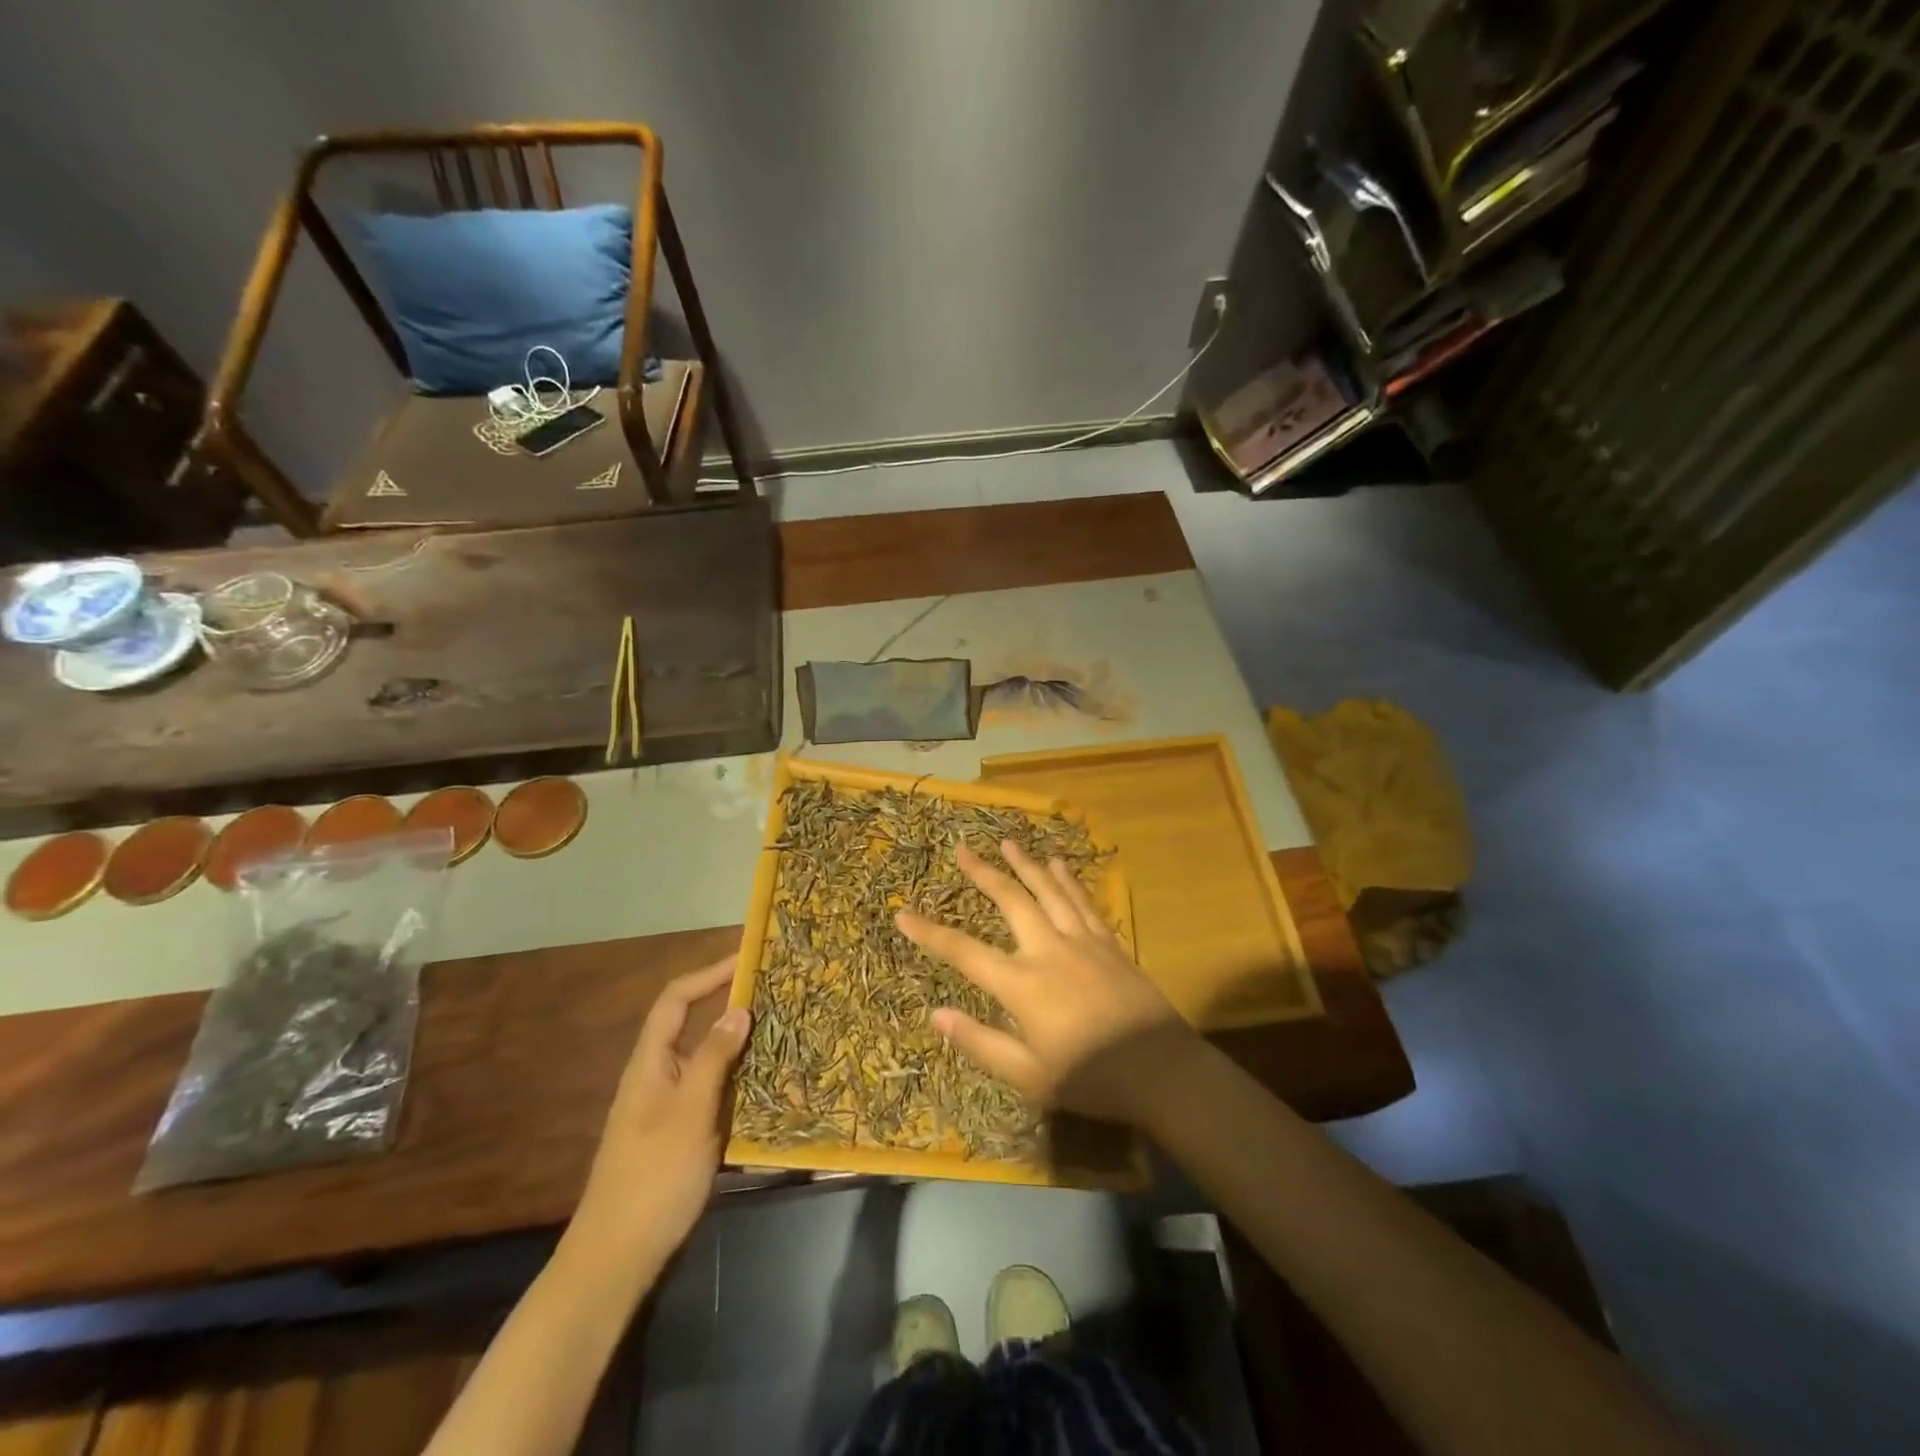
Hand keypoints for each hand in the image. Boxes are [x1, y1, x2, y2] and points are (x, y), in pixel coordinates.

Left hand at [567, 955, 750, 1278]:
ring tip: (783, 1031)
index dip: (709, 974)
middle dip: (731, 1004)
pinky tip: (769, 1084)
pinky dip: (739, 1079)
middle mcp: (658, 1076)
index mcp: (650, 1063)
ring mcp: (669, 1107)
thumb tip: (738, 1009)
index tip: (748, 959)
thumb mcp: (688, 1113)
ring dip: (740, 1043)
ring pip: (707, 1059)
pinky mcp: (681, 1134)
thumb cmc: (652, 1178)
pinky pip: (714, 1091)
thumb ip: (712, 1058)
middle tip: (776, 994)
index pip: (676, 1000)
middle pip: (693, 1024)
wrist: (615, 1259)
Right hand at [896, 841, 1199, 1128]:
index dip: (930, 932)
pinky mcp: (1109, 942)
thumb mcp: (1028, 1075)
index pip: (964, 951)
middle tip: (963, 848)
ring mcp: (1082, 941)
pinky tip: (1059, 864)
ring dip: (1026, 863)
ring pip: (1049, 890)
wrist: (1161, 1070)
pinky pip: (1083, 901)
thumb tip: (935, 1014)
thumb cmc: (1090, 1078)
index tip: (902, 913)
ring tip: (1007, 842)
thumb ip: (980, 1042)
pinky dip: (1068, 879)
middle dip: (984, 872)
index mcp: (1022, 983)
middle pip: (1010, 900)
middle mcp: (1049, 949)